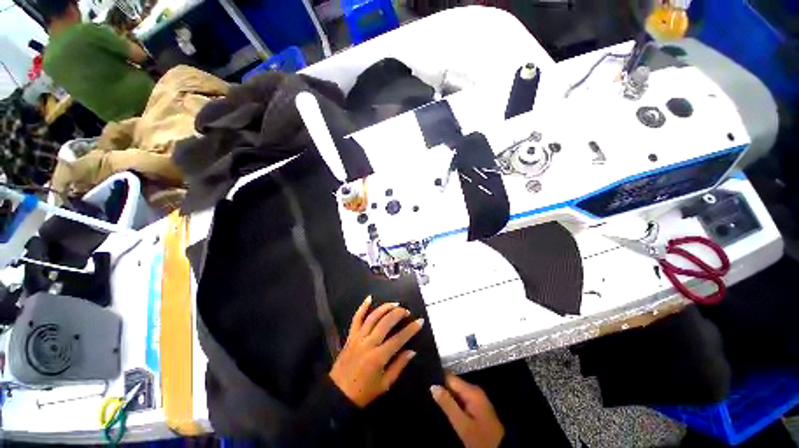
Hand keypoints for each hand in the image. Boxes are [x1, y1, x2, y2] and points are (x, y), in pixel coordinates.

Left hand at [329, 296, 423, 407]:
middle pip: (386, 322)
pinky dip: (362, 307)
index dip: (411, 329)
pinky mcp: (350, 336)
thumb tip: (412, 351)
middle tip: (406, 311)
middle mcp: (369, 343)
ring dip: (384, 308)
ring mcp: (358, 338)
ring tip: (394, 304)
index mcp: (379, 357)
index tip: (420, 321)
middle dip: (398, 314)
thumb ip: (399, 366)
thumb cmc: (364, 392)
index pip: (399, 339)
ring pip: (373, 317)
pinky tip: (369, 298)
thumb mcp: (385, 384)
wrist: (338, 394)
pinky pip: (356, 319)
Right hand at [431, 373, 504, 447]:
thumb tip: (433, 386)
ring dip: (446, 397)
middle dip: (441, 389)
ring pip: (456, 393)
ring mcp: (476, 400)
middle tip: (426, 394)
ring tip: (431, 400)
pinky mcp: (476, 408)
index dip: (438, 380)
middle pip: (453, 384)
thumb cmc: (481, 439)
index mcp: (472, 391)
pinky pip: (460, 400)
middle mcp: (474, 391)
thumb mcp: (462, 424)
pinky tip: (444, 409)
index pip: (450, 377)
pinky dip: (452, 403)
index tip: (425, 383)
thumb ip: (448, 404)